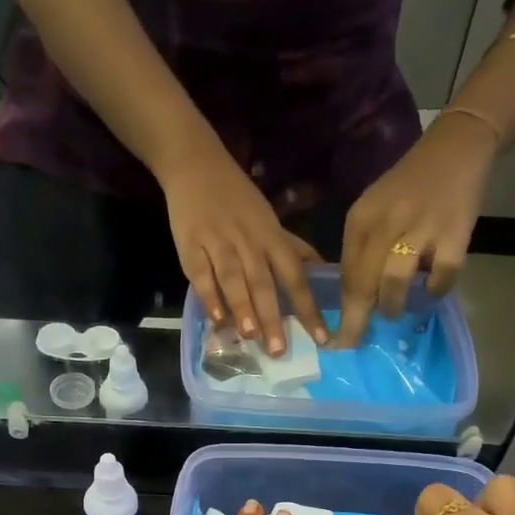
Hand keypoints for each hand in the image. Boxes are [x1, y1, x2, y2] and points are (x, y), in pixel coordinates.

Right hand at [158, 141, 326, 355]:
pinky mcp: (191, 245)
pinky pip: (201, 274)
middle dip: (273, 317)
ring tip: (251, 336)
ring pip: (234, 278)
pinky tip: (216, 319)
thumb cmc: (238, 198)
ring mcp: (219, 243)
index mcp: (271, 238)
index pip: (295, 276)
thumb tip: (323, 272)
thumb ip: (293, 249)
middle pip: (264, 282)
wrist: (196, 164)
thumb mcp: (270, 220)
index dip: (308, 308)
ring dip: (243, 307)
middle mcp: (249, 242)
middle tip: (279, 350)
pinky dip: (209, 296)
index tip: (321, 338)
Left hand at [336, 112, 496, 347]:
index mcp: (361, 219)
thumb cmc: (409, 186)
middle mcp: (386, 223)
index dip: (342, 311)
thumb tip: (354, 300)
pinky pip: (440, 277)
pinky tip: (432, 291)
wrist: (456, 146)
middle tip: (355, 344)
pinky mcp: (455, 233)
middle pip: (364, 284)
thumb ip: (362, 250)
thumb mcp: (374, 210)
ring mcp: (422, 228)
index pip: (345, 275)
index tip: (336, 339)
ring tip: (395, 311)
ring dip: (392, 306)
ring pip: (394, 283)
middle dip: (357, 322)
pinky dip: (435, 291)